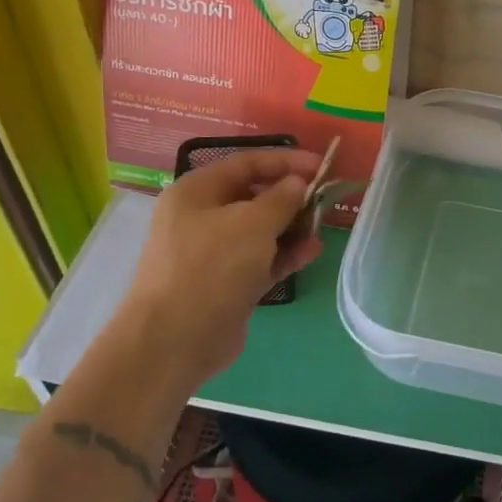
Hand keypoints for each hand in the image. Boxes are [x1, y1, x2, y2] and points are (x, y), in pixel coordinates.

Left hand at [113, 148, 322, 386]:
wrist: (175, 340)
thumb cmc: (211, 266)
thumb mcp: (252, 223)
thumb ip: (281, 198)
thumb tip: (297, 183)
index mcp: (197, 191)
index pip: (246, 163)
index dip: (285, 161)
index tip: (321, 166)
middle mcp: (201, 217)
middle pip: (254, 197)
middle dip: (291, 197)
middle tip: (325, 200)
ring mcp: (213, 253)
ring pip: (260, 231)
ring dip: (292, 227)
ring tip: (322, 228)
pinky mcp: (226, 284)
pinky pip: (261, 260)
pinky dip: (284, 254)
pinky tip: (311, 251)